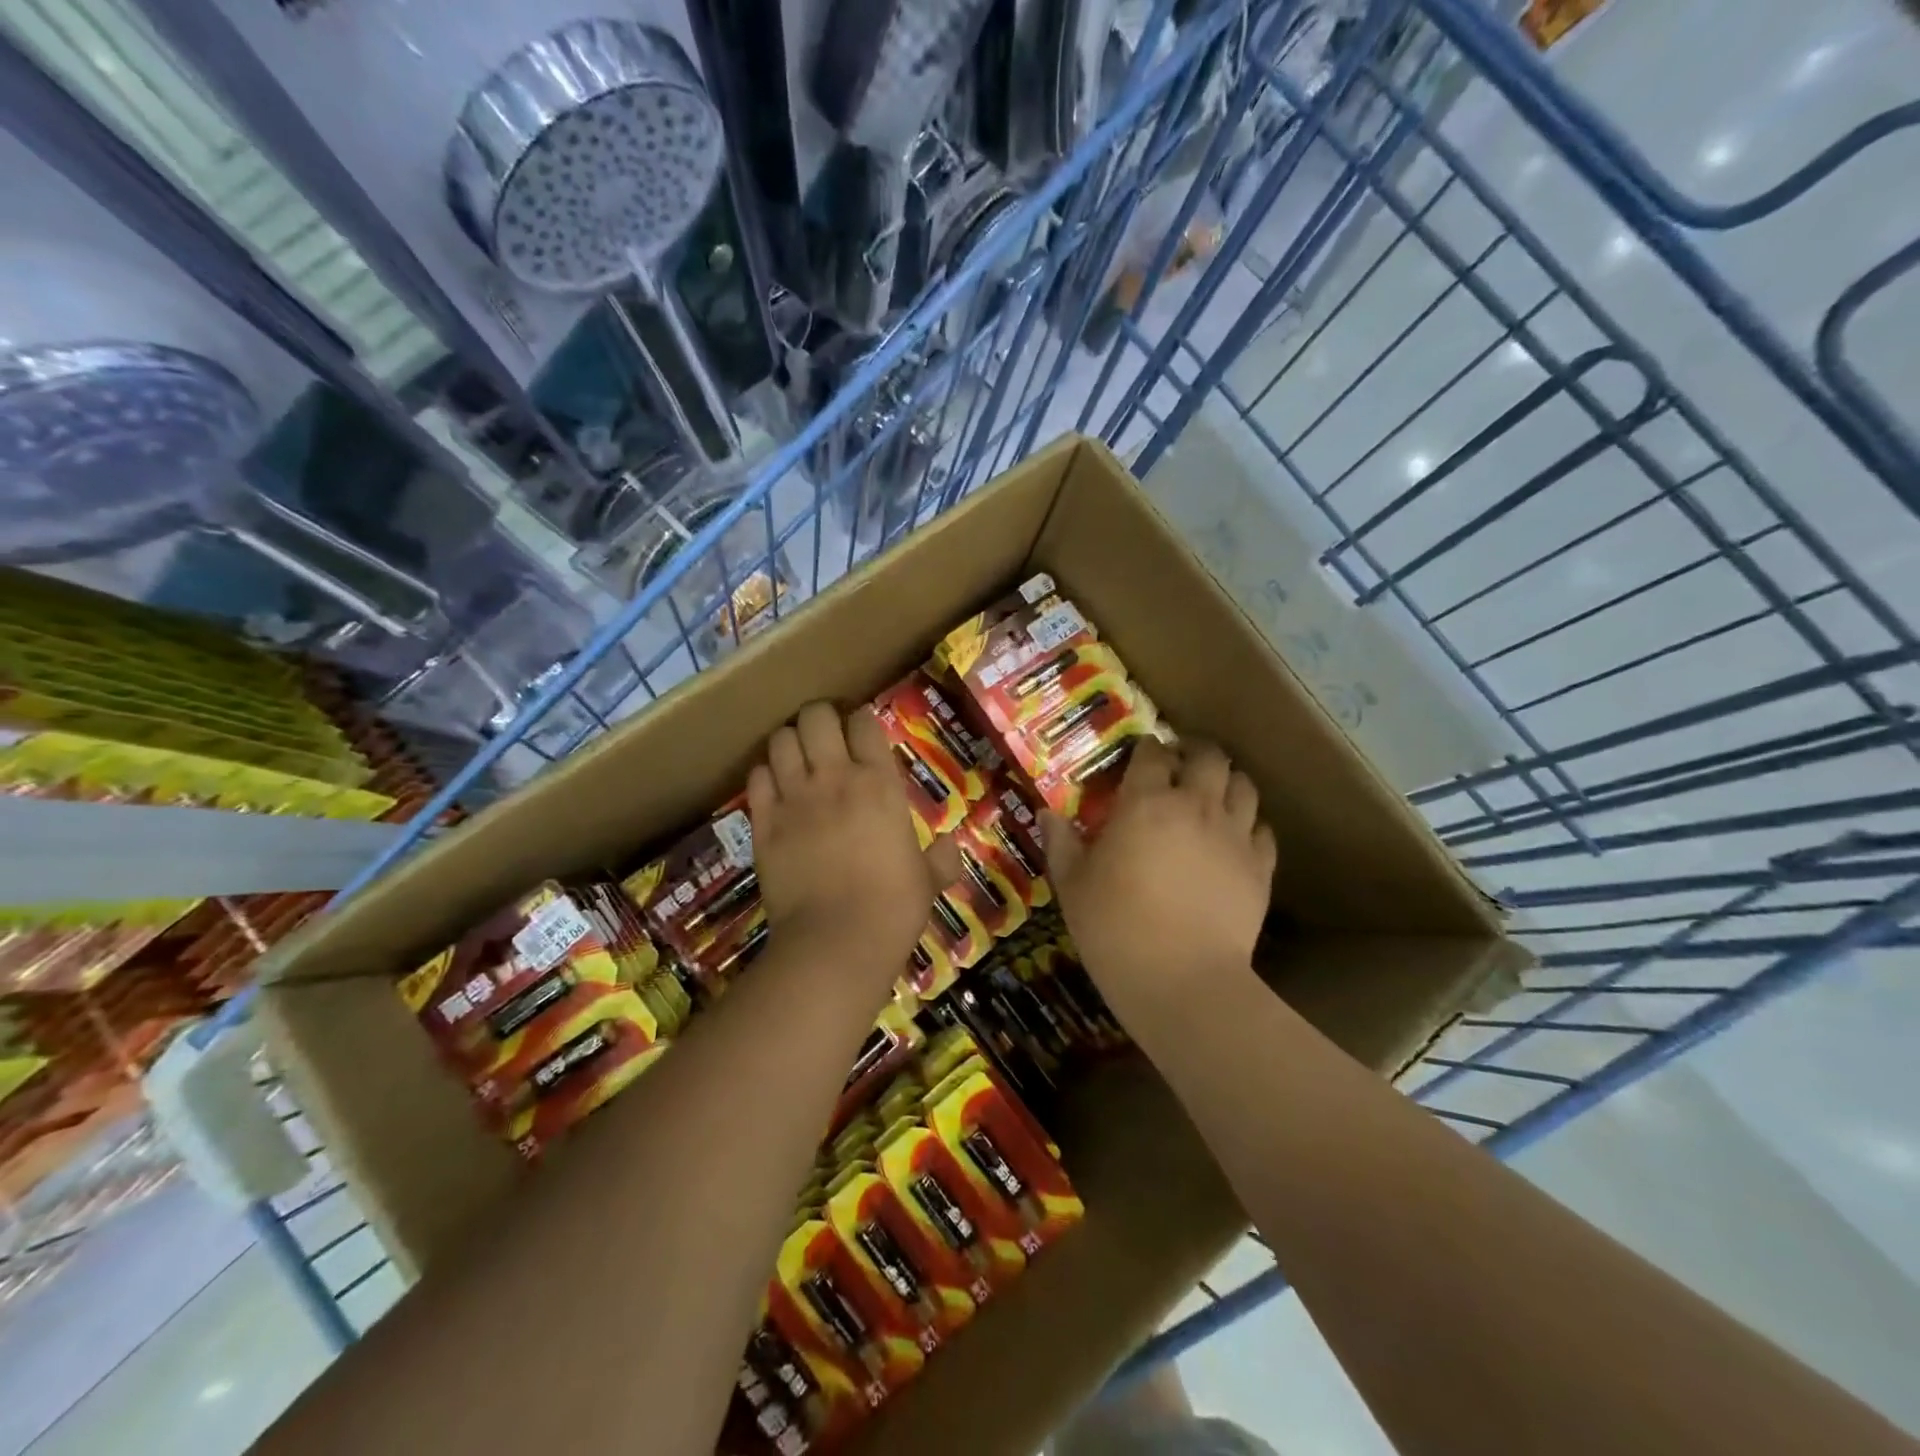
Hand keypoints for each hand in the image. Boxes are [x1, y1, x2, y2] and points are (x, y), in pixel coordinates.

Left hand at [748, 703, 960, 986]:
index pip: (864, 724)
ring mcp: (794, 798)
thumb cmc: (893, 907)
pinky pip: (757, 778)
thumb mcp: (928, 881)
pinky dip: (764, 775)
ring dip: (789, 742)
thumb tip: (952, 849)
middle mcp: (834, 778)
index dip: (861, 723)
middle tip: (825, 737)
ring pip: (780, 739)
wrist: (836, 941)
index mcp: (880, 784)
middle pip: (816, 716)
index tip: (862, 734)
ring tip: (797, 758)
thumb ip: (941, 859)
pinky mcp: (764, 822)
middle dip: (820, 719)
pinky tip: (775, 788)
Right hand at [1041, 739, 1275, 1013]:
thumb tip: (1047, 813)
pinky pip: (1262, 828)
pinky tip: (1234, 838)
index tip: (1138, 756)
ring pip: (1243, 785)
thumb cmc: (1115, 928)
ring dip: (1225, 781)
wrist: (1183, 980)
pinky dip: (1249, 824)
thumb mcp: (1073, 885)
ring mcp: (1234, 835)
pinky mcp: (1260, 866)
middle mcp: (1195, 806)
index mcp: (1146, 803)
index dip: (1145, 750)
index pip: (1151, 754)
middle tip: (1179, 764)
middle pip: (1208, 756)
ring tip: (1211, 794)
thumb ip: (1061, 843)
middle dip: (1194, 751)